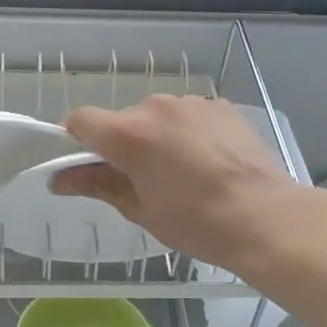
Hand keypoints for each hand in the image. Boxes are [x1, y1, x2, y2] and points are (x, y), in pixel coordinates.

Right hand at [51, 95, 303, 274]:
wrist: (267, 218)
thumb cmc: (197, 223)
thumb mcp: (140, 209)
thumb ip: (97, 185)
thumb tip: (59, 180)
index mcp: (129, 134)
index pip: (81, 120)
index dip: (76, 141)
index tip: (87, 165)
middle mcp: (156, 107)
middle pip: (122, 120)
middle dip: (123, 145)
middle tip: (142, 181)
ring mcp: (192, 103)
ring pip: (157, 117)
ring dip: (157, 138)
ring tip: (182, 174)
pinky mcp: (221, 106)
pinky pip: (188, 117)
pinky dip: (187, 134)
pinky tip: (208, 163)